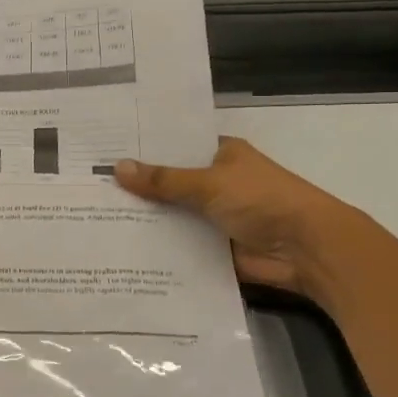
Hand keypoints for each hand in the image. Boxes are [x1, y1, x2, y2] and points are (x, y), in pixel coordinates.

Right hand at [114, 137, 388, 310]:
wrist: (307, 250)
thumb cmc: (262, 200)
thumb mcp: (209, 184)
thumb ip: (164, 180)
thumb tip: (117, 168)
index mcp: (222, 155)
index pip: (177, 147)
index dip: (146, 149)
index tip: (106, 151)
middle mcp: (218, 182)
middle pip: (172, 183)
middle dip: (139, 188)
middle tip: (90, 188)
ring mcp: (217, 217)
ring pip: (174, 216)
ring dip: (147, 220)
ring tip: (95, 218)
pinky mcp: (216, 248)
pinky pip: (182, 245)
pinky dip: (160, 247)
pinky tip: (122, 248)